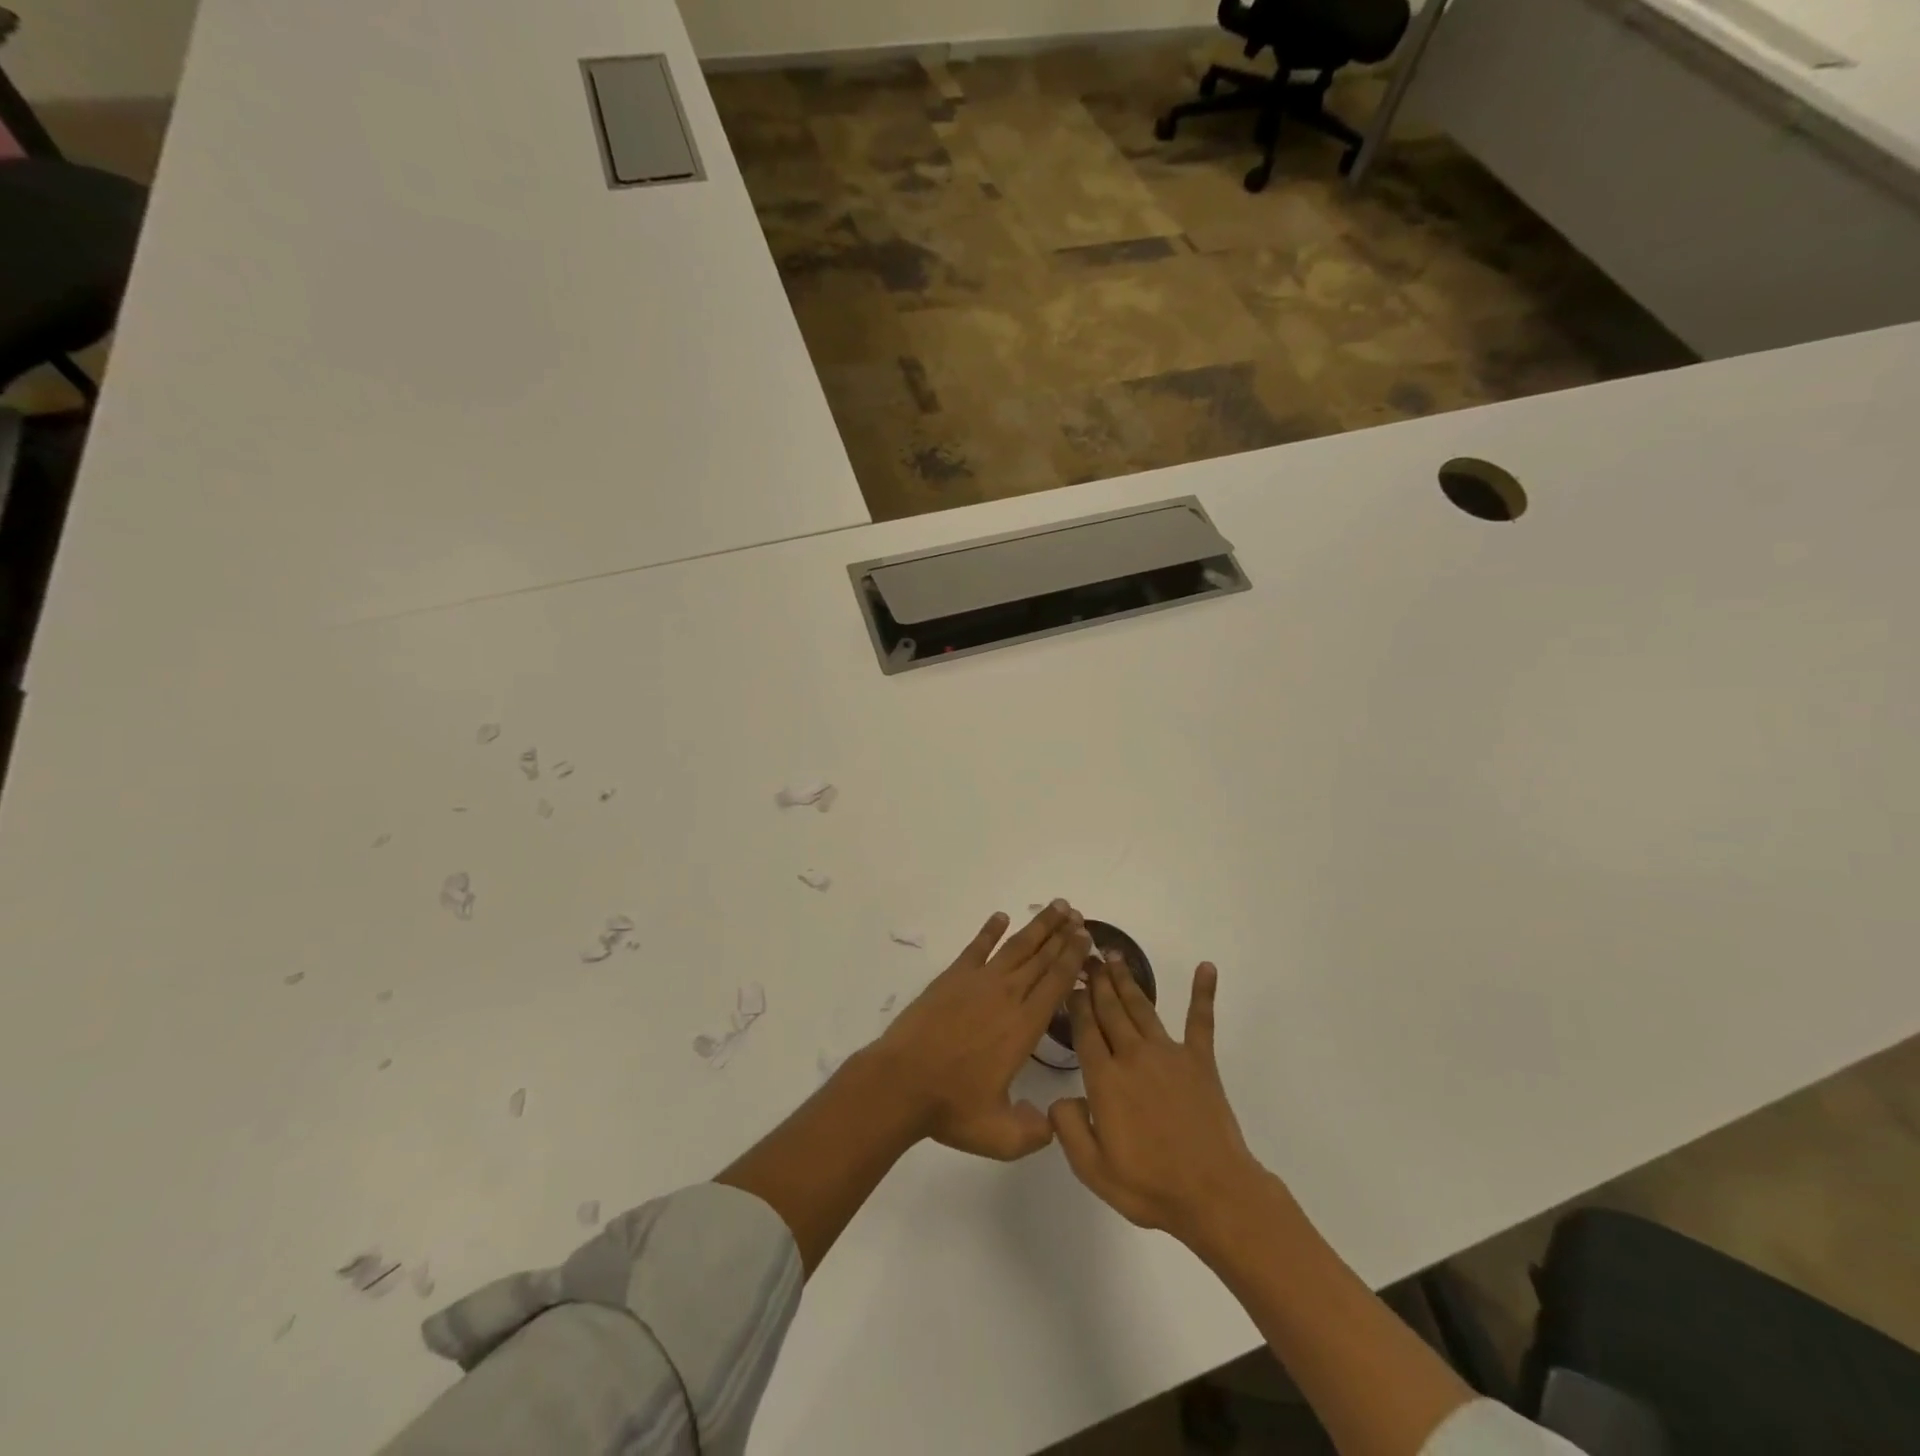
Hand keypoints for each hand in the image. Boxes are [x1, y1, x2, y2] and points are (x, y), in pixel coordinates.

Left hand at [873, 901, 1091, 1160]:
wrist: (901, 1082)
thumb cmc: (952, 1107)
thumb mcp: (1000, 1136)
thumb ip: (1034, 1131)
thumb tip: (1052, 1122)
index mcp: (1024, 1027)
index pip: (1056, 984)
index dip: (1073, 958)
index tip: (1087, 938)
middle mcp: (1006, 996)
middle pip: (1041, 958)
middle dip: (1063, 936)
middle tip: (1079, 916)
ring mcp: (977, 982)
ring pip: (1016, 947)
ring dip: (1038, 926)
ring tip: (1056, 907)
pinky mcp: (952, 978)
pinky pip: (977, 947)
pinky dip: (990, 930)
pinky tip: (1001, 917)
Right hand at [1050, 959, 1272, 1248]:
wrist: (1213, 1194)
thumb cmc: (1149, 1186)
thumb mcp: (1093, 1169)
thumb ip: (1068, 1128)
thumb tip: (1060, 1098)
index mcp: (1105, 1080)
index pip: (1085, 1031)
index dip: (1076, 1004)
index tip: (1069, 982)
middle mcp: (1133, 1056)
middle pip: (1110, 1010)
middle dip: (1097, 981)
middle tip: (1087, 954)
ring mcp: (1168, 1054)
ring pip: (1141, 1007)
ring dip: (1127, 979)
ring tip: (1114, 955)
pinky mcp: (1200, 1061)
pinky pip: (1200, 1020)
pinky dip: (1203, 993)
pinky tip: (1206, 967)